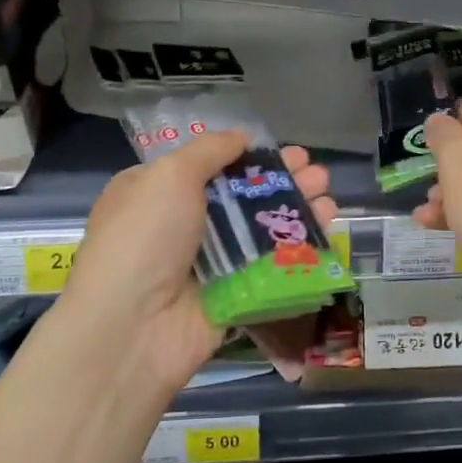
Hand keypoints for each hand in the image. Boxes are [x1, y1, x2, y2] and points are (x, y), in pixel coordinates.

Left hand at [63, 132, 338, 394]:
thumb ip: (209, 150)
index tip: (280, 150)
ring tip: (328, 193)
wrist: (133, 327)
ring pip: (261, 230)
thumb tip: (241, 135)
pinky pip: (271, 266)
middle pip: (242, 196)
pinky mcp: (233, 295)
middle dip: (282, 180)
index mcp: (157, 193)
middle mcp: (182, 226)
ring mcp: (209, 263)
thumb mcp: (169, 175)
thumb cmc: (145, 237)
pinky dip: (299, 247)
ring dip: (297, 209)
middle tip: (317, 172)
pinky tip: (326, 227)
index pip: (209, 166)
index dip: (247, 156)